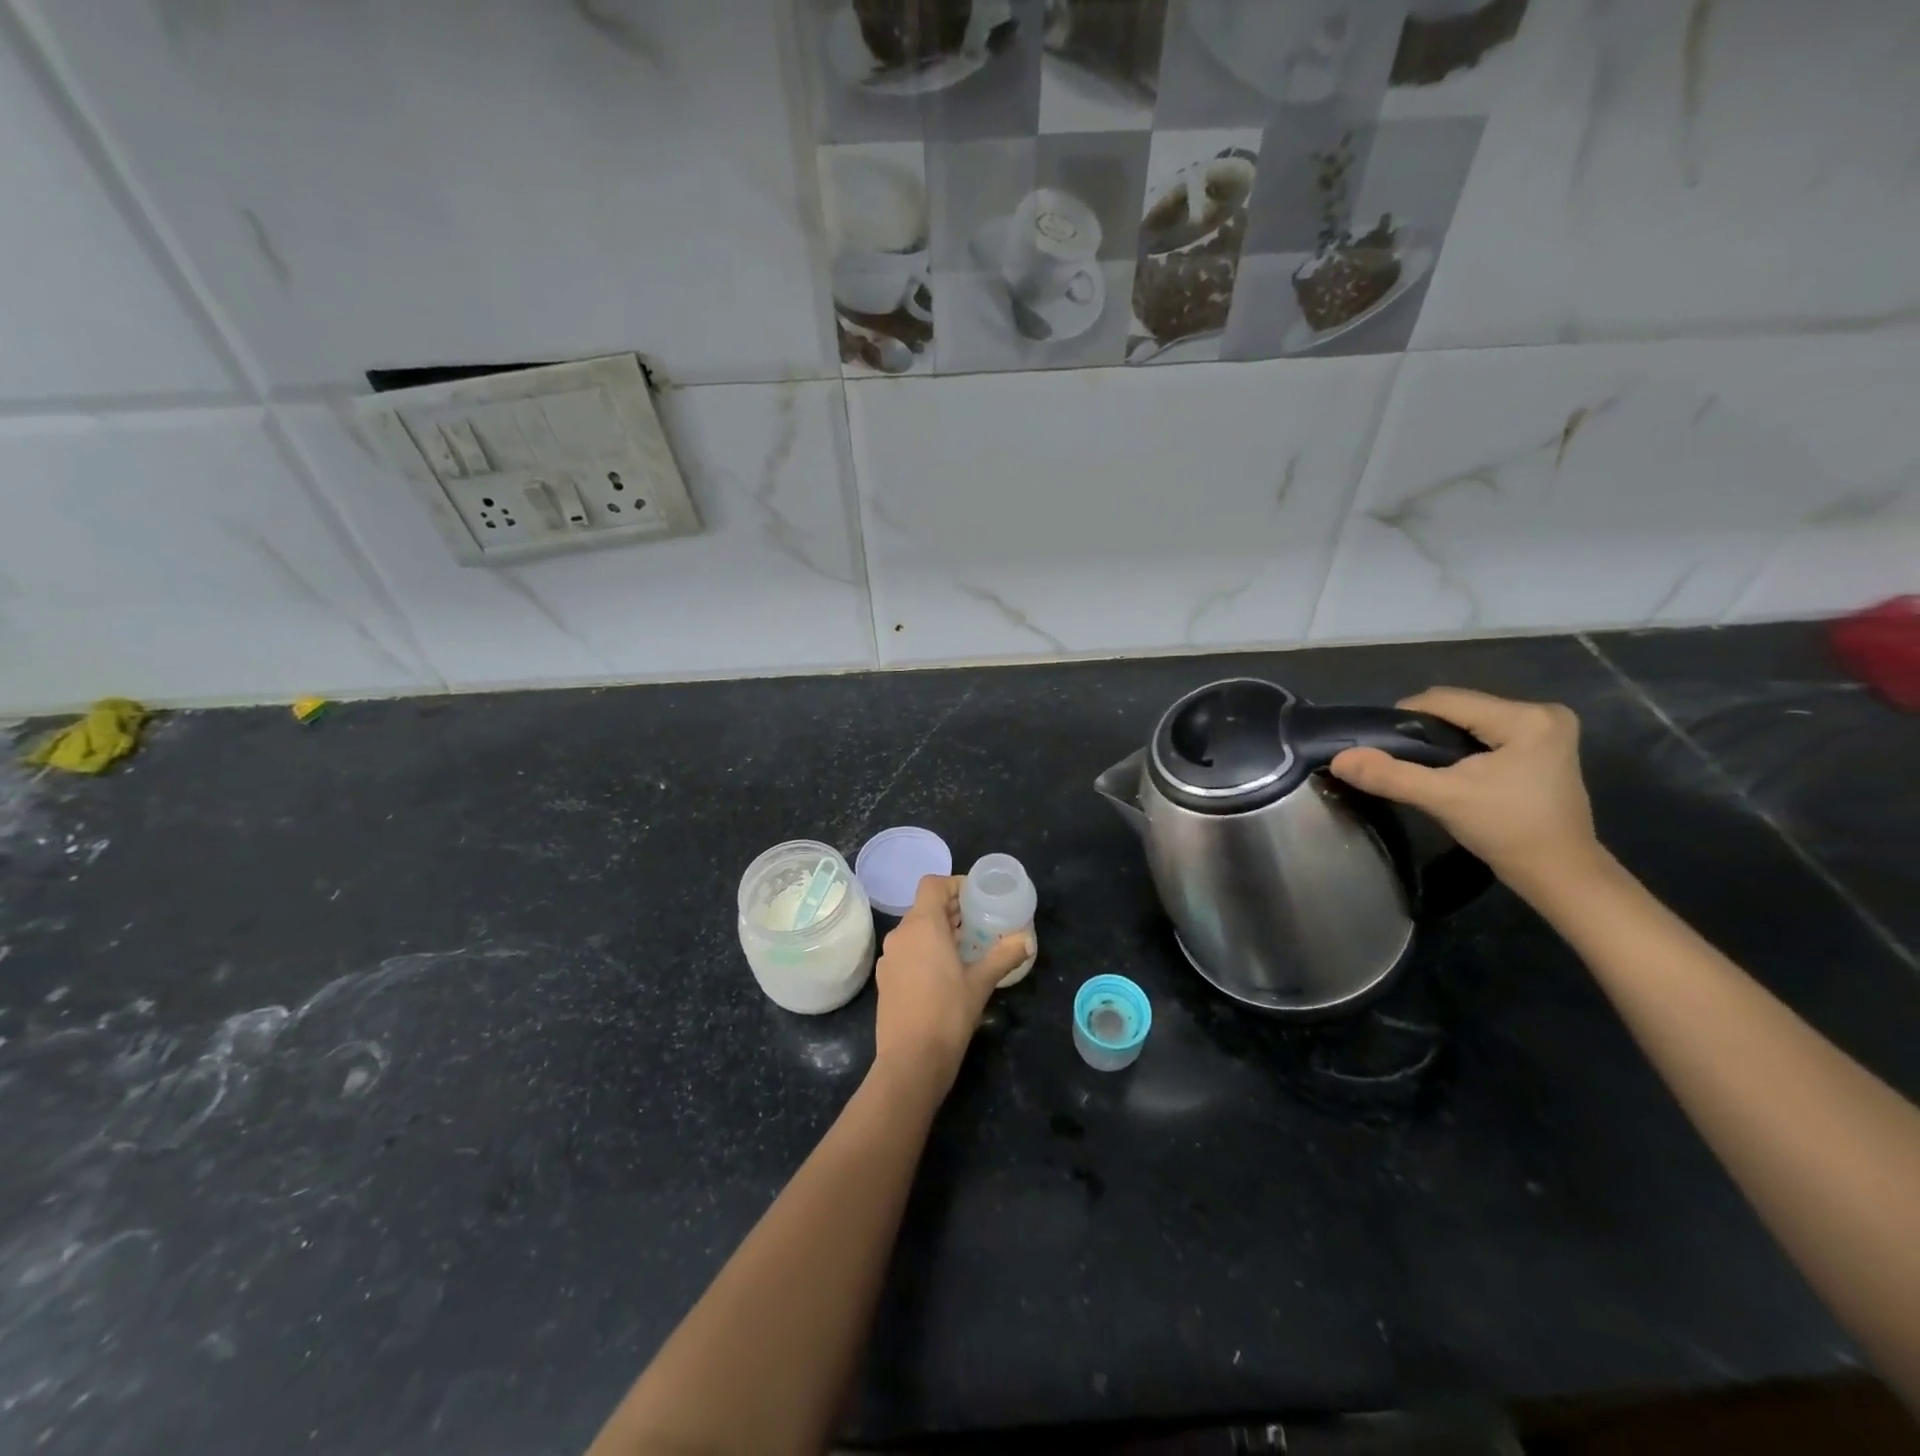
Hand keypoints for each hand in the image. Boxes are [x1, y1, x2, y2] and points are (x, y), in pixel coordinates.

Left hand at [872, 874, 1032, 1092]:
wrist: (911, 1061)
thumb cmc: (948, 1013)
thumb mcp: (981, 982)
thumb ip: (1004, 956)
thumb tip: (1027, 940)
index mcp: (922, 925)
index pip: (933, 884)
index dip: (955, 885)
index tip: (977, 898)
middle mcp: (900, 934)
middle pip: (925, 907)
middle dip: (952, 911)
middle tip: (980, 924)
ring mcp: (890, 957)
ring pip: (915, 930)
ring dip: (939, 932)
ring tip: (966, 949)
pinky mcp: (885, 979)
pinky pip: (907, 951)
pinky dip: (925, 951)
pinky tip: (945, 973)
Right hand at [1328, 687, 1602, 889]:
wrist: (1559, 874)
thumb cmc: (1507, 831)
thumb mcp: (1442, 799)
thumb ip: (1390, 775)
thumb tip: (1339, 758)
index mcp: (1525, 717)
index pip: (1445, 700)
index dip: (1405, 720)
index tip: (1381, 748)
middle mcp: (1542, 713)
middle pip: (1459, 708)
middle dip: (1425, 732)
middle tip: (1402, 764)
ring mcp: (1547, 730)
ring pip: (1470, 721)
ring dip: (1441, 741)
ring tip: (1424, 770)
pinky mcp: (1544, 746)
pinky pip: (1486, 734)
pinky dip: (1462, 749)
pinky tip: (1453, 773)